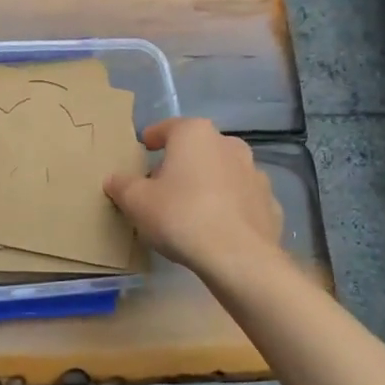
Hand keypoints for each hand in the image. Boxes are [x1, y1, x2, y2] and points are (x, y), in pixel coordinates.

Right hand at [105, 118, 282, 272]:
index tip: (144, 149)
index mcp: (195, 134)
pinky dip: (230, 207)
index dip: (152, 138)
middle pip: (198, 148)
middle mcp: (229, 145)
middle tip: (163, 184)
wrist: (238, 257)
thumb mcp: (137, 201)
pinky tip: (218, 227)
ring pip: (223, 172)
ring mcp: (255, 173)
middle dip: (181, 162)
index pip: (168, 128)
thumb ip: (122, 185)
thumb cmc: (181, 216)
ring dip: (208, 183)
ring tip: (192, 208)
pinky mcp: (270, 203)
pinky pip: (242, 199)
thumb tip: (114, 179)